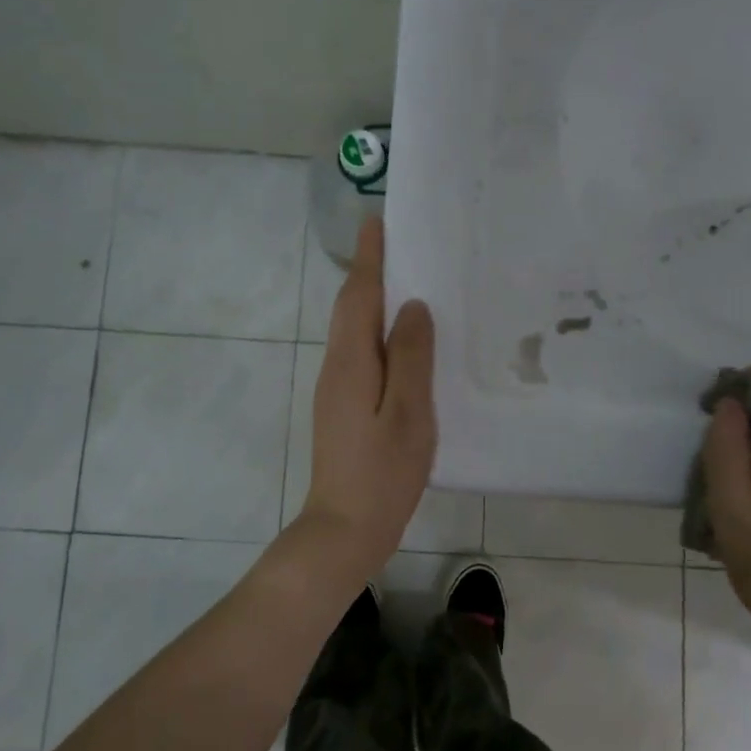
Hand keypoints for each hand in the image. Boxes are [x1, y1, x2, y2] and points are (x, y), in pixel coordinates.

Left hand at [298, 218, 436, 568]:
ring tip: (409, 281)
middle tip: (400, 244)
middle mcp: (337, 367)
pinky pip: (362, 354)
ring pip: (356, 331)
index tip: (376, 221)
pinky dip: (379, 333)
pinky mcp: (344, 407)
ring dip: (374, 301)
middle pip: (352, 309)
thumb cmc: (382, 473)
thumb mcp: (408, 413)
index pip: (358, 296)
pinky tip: (405, 341)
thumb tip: (413, 306)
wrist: (344, 529)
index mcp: (351, 362)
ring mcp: (337, 389)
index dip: (369, 259)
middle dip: (370, 272)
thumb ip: (412, 357)